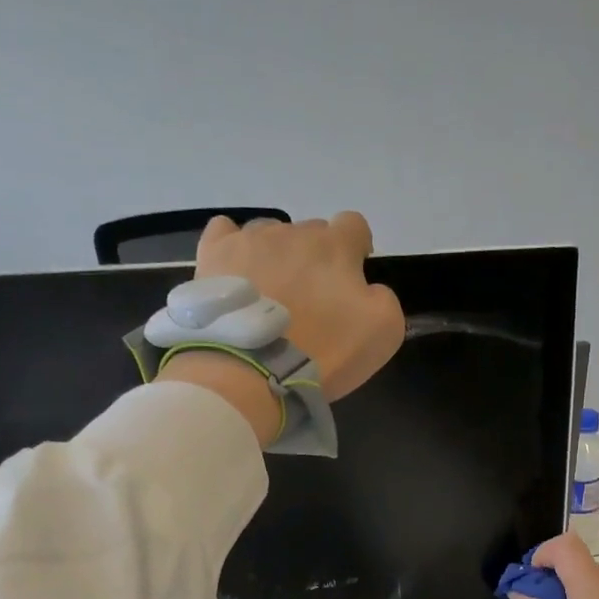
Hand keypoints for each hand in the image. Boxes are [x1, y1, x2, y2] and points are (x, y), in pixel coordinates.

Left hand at [192, 212, 404, 400]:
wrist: (253, 372)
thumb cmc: (323, 352)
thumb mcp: (383, 332)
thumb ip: (384, 299)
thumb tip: (368, 289)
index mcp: (335, 246)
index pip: (354, 226)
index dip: (356, 249)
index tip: (350, 279)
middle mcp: (293, 232)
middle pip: (311, 233)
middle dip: (315, 259)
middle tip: (309, 301)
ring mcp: (250, 240)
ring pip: (270, 235)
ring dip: (276, 257)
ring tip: (269, 296)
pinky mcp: (214, 255)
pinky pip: (224, 232)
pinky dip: (233, 248)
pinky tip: (235, 273)